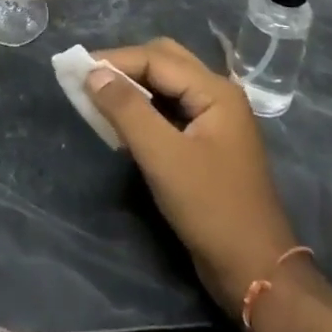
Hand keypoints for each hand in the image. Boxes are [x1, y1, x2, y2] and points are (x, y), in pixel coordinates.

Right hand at [88, 37, 299, 311]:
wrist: (256, 272)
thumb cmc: (212, 209)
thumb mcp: (163, 158)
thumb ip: (127, 110)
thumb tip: (93, 73)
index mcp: (215, 91)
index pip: (156, 58)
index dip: (115, 60)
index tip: (76, 68)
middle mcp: (218, 95)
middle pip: (164, 61)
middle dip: (125, 66)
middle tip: (90, 79)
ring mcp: (215, 120)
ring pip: (167, 85)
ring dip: (134, 86)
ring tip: (99, 96)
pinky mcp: (208, 143)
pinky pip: (171, 109)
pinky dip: (145, 108)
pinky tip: (123, 123)